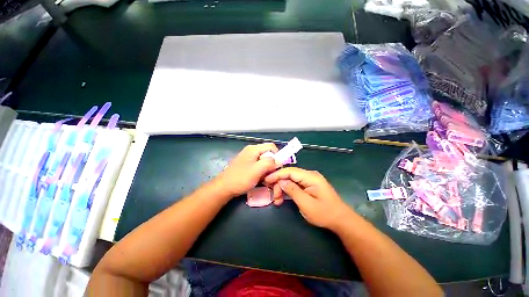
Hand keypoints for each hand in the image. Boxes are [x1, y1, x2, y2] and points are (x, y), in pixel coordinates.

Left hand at [213, 143, 278, 197]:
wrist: (224, 188)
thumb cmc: (240, 178)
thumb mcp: (257, 170)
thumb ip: (270, 163)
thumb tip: (279, 160)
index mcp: (253, 149)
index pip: (271, 146)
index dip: (277, 155)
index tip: (278, 167)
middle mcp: (251, 151)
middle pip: (267, 154)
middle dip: (271, 164)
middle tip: (271, 174)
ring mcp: (248, 158)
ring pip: (263, 160)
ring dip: (266, 169)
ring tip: (265, 178)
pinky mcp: (246, 165)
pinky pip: (258, 165)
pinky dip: (261, 171)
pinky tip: (259, 179)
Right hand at [264, 168, 351, 230]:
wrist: (340, 220)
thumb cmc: (324, 213)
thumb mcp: (306, 204)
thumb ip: (293, 190)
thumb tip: (281, 181)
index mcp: (310, 177)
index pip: (290, 171)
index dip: (277, 174)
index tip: (266, 180)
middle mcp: (309, 175)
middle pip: (289, 174)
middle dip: (279, 184)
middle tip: (274, 197)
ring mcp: (309, 180)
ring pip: (290, 179)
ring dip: (282, 188)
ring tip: (277, 200)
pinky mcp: (308, 185)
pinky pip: (295, 184)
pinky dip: (287, 190)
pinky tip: (283, 198)